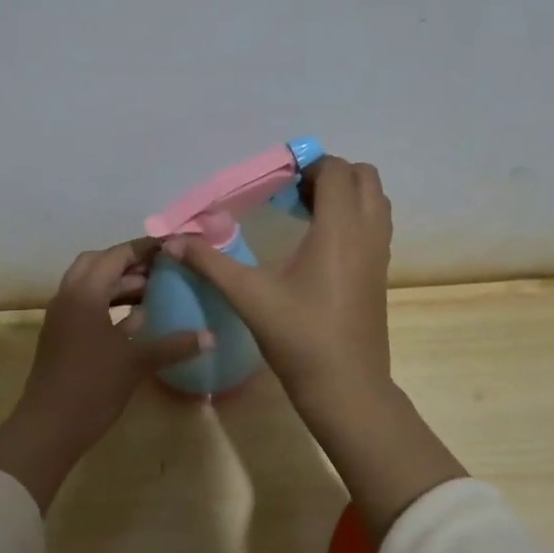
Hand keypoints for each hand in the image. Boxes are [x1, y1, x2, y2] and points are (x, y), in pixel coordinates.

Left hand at [0, 238, 209, 510]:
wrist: (48, 428)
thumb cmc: (92, 386)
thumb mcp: (136, 363)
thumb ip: (173, 345)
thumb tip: (210, 336)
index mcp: (84, 293)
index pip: (116, 255)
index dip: (144, 248)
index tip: (172, 246)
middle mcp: (68, 296)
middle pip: (98, 263)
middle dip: (128, 262)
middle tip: (161, 268)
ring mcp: (62, 317)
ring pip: (91, 285)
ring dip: (119, 283)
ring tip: (154, 291)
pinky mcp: (62, 336)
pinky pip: (87, 305)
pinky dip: (110, 304)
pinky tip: (137, 320)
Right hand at [164, 156, 392, 416]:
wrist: (346, 386)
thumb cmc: (299, 337)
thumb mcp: (248, 296)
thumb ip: (210, 262)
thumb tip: (172, 241)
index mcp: (339, 229)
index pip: (335, 171)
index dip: (307, 165)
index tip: (276, 180)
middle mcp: (367, 232)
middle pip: (363, 176)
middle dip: (329, 174)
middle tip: (291, 193)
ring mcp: (379, 253)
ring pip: (375, 199)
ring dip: (345, 193)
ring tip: (305, 212)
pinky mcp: (380, 272)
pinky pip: (375, 224)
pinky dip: (353, 216)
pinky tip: (318, 242)